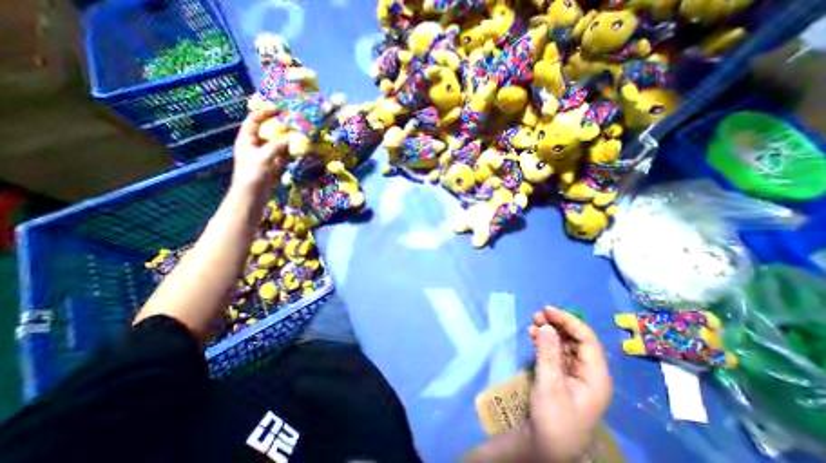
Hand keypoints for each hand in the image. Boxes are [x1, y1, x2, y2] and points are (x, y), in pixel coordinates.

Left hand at [231, 109, 289, 190]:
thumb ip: (279, 145)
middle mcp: (254, 145)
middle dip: (279, 126)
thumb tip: (294, 136)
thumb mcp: (265, 156)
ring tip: (298, 135)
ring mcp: (263, 155)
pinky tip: (297, 150)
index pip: (254, 120)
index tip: (280, 110)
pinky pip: (281, 154)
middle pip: (267, 131)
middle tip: (293, 123)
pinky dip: (288, 151)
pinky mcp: (271, 165)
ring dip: (286, 140)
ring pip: (276, 143)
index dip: (265, 113)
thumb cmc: (253, 173)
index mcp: (247, 139)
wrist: (252, 194)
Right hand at [529, 306, 611, 460]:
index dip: (568, 321)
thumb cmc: (553, 419)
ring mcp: (576, 373)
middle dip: (557, 324)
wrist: (547, 446)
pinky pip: (556, 351)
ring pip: (565, 343)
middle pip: (576, 339)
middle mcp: (589, 372)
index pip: (587, 339)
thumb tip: (545, 325)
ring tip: (533, 322)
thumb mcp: (550, 385)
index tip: (547, 310)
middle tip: (537, 315)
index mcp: (596, 376)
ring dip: (549, 331)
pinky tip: (533, 336)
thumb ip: (548, 354)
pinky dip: (544, 341)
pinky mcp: (563, 375)